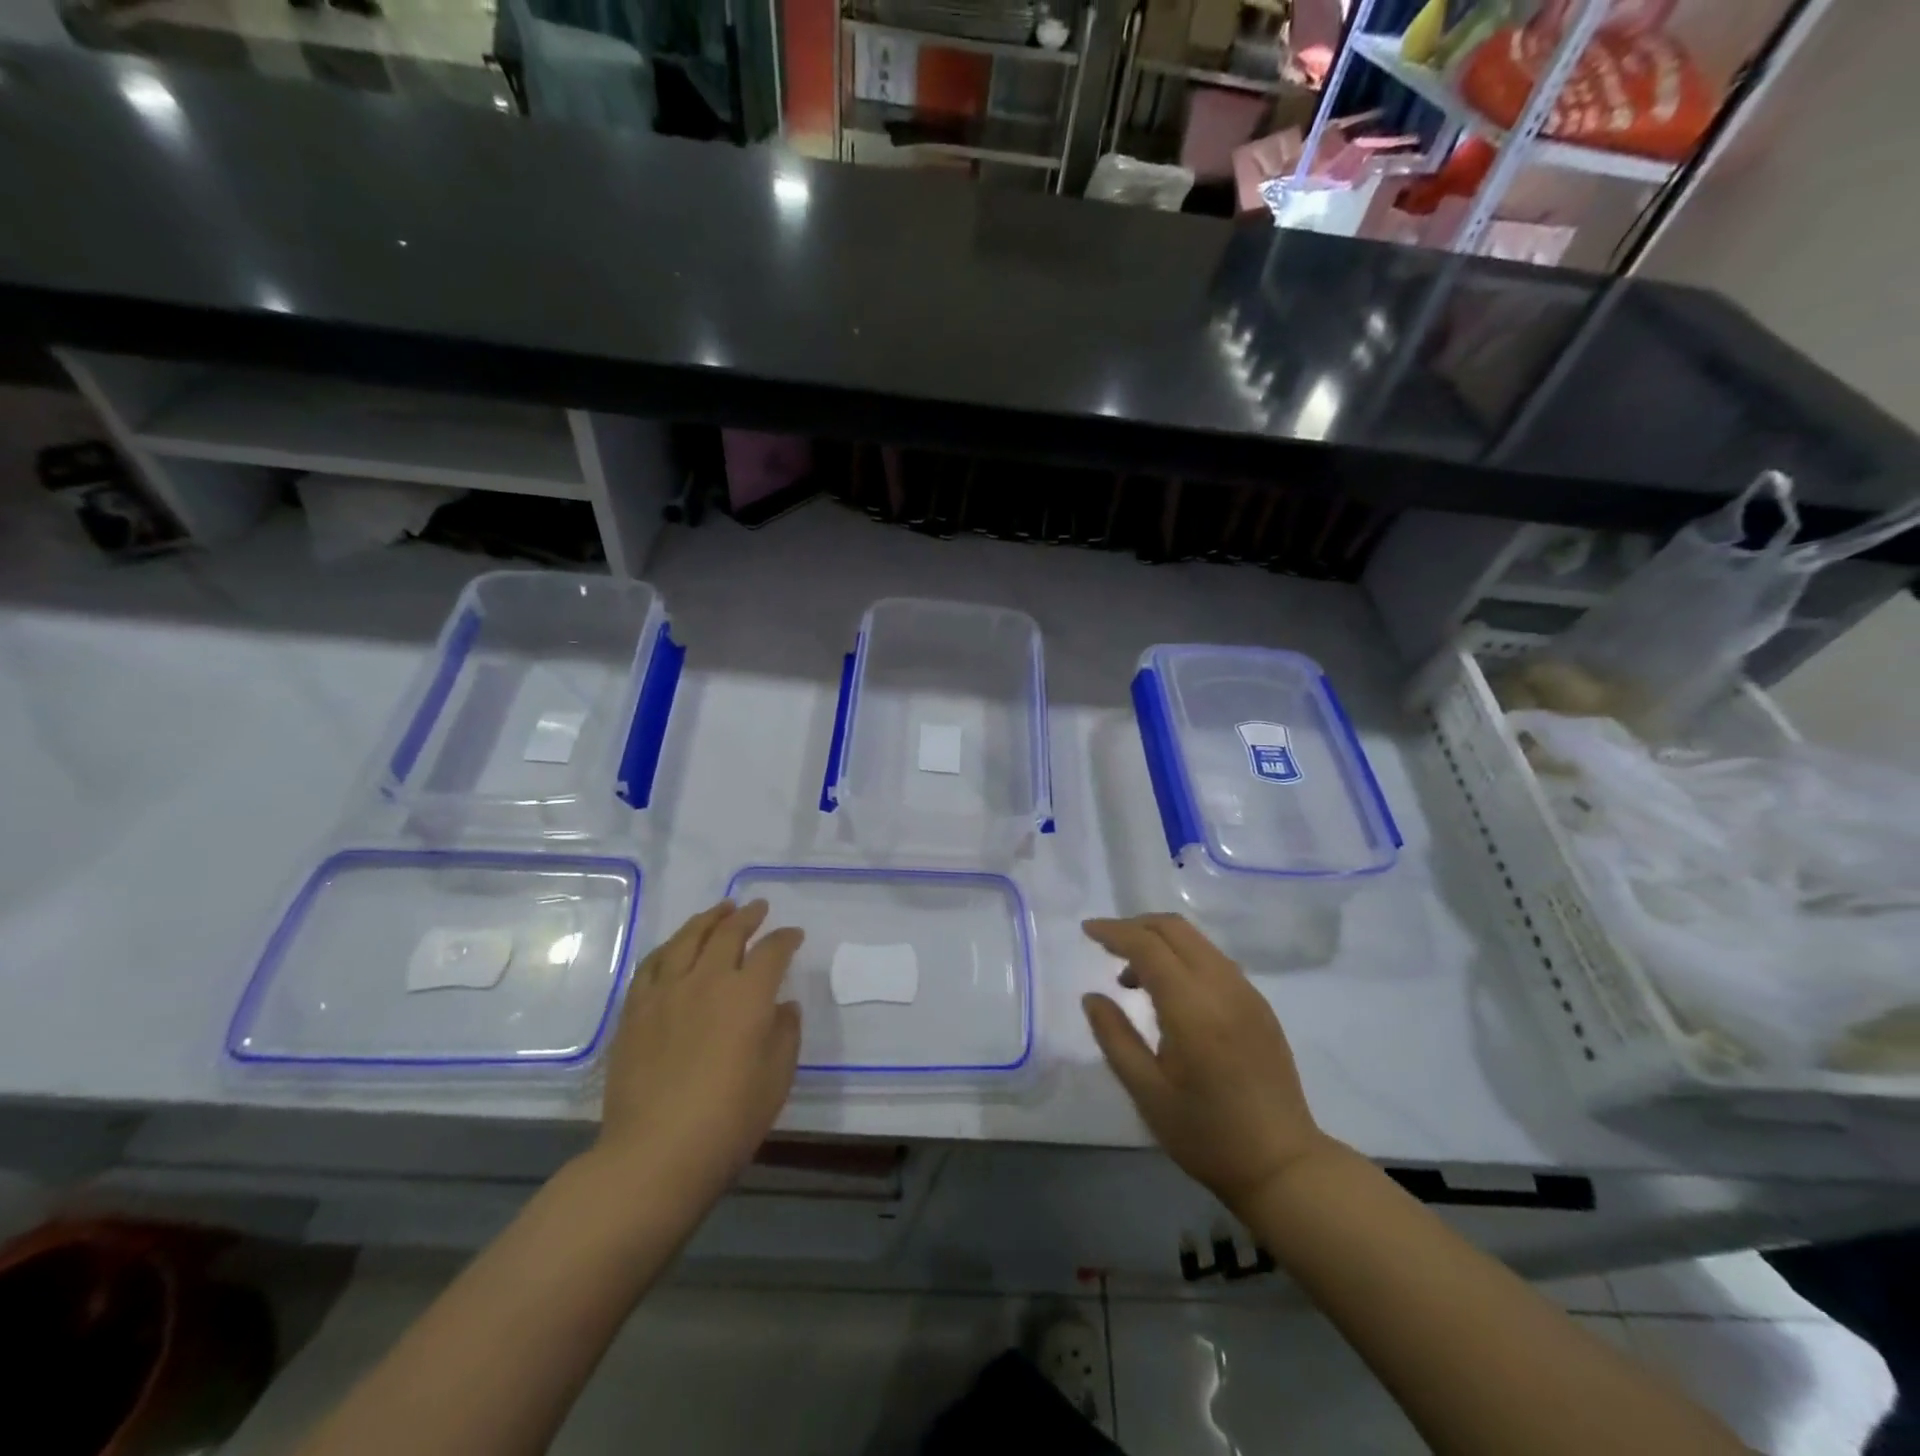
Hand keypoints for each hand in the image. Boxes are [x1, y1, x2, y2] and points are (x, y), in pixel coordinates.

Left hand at [590, 901, 802, 1208]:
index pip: (772, 951)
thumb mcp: (776, 1079)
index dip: (786, 938)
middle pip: (728, 933)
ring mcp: (666, 992)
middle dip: (748, 916)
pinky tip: (675, 945)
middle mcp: (707, 980)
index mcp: (748, 995)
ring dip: (708, 919)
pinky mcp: (635, 1010)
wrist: (655, 1154)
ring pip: (687, 938)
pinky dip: (669, 946)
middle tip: (758, 907)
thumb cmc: (729, 1120)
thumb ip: (785, 1034)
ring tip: (720, 910)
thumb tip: (782, 1006)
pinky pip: (652, 964)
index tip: (794, 935)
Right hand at [1082, 914, 1339, 1214]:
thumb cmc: (1207, 1134)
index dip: (1114, 931)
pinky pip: (1214, 960)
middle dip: (1136, 927)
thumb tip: (1092, 997)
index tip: (1087, 929)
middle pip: (1174, 929)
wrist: (1284, 1165)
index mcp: (1192, 1007)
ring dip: (1160, 942)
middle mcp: (1223, 986)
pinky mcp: (1259, 1004)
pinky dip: (1183, 957)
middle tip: (1107, 946)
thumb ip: (1114, 1037)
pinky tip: (1170, 993)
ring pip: (1196, 940)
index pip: (1148, 946)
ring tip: (1133, 979)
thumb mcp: (1147, 1092)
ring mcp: (1247, 992)